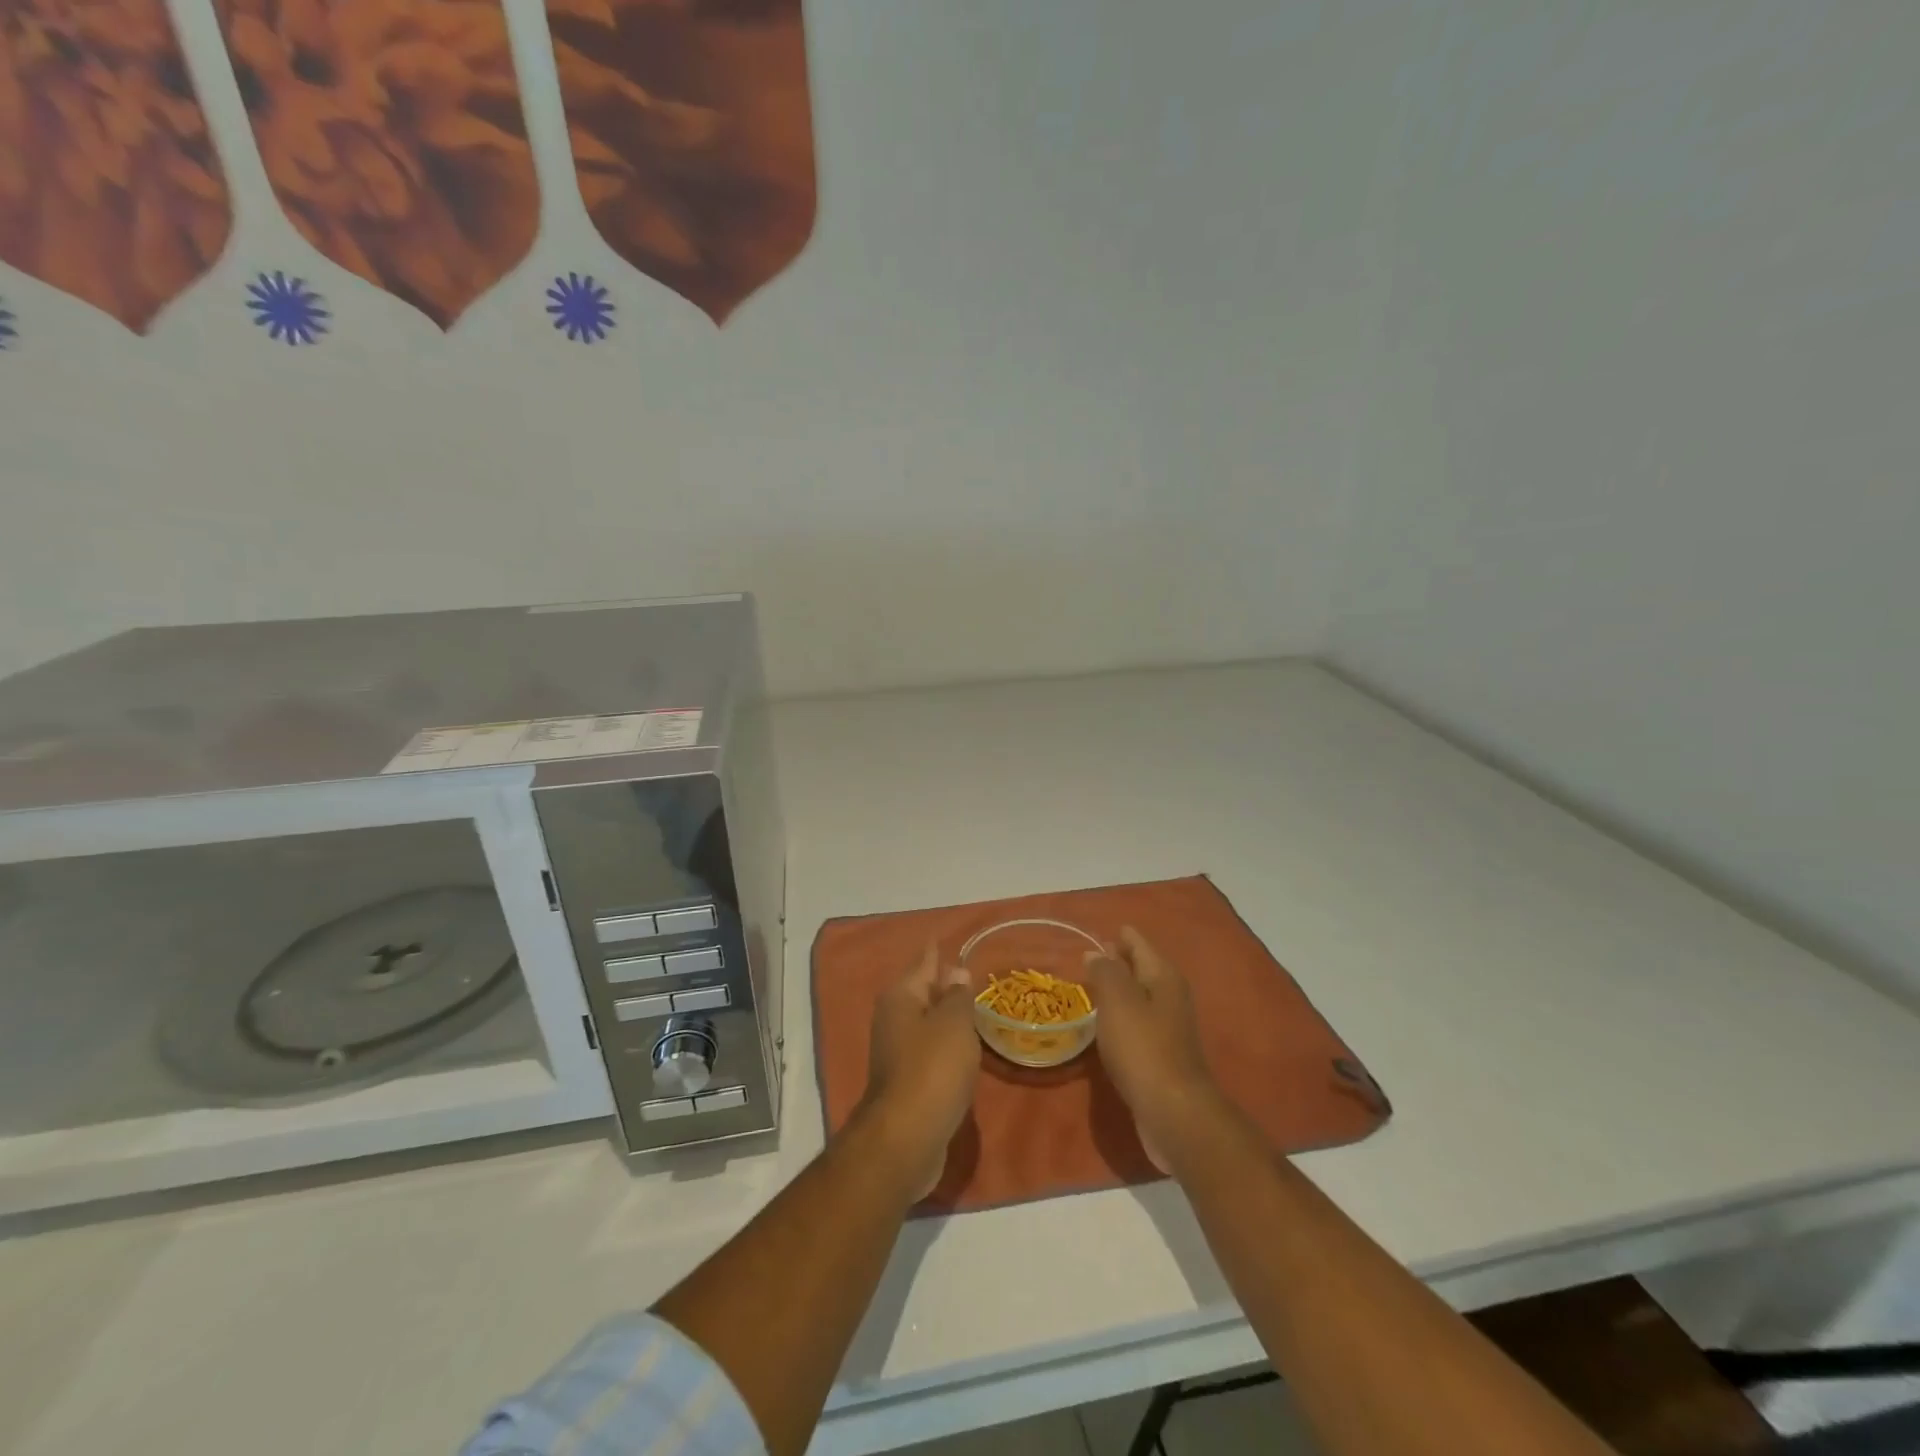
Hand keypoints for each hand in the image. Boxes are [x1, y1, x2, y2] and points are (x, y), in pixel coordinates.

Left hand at [857, 945, 979, 1197]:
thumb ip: (958, 996)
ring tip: (977, 1010)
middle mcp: (894, 1019)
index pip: (925, 963)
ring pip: (928, 1024)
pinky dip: (948, 1047)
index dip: (939, 952)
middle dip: (946, 985)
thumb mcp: (953, 1023)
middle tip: (976, 976)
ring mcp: (898, 1053)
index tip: (952, 940)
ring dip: (949, 1018)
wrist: (906, 1139)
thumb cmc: (932, 1069)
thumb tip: (956, 971)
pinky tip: (967, 1051)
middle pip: (924, 993)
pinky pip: (931, 1052)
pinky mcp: (908, 1083)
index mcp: (901, 997)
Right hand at [1087, 927, 1227, 1171]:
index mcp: (1163, 976)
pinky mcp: (1161, 1054)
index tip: (1093, 931)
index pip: (1137, 942)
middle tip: (1086, 957)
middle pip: (1140, 968)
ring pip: (1138, 996)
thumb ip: (1105, 972)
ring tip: (1088, 987)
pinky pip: (1136, 1023)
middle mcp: (1170, 996)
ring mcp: (1168, 1027)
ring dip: (1117, 990)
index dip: (1118, 935)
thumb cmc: (1142, 1048)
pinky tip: (1102, 1025)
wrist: (1173, 1111)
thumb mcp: (1118, 1001)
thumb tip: (1096, 953)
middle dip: (1116, 961)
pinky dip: (1119, 1017)